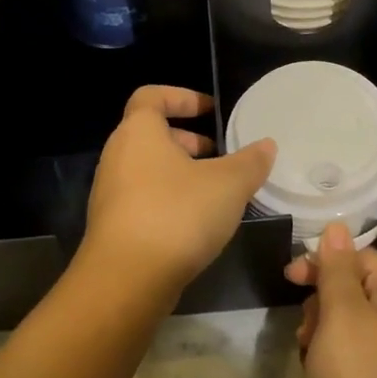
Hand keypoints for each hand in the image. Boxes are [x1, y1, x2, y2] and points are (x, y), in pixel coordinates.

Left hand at [77, 86, 275, 305]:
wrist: (126, 281)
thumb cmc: (177, 214)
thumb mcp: (228, 184)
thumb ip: (250, 161)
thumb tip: (266, 145)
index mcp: (139, 132)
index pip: (151, 96)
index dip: (182, 97)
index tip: (211, 110)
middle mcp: (117, 156)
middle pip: (151, 134)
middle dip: (188, 140)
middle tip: (220, 154)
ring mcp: (111, 193)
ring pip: (149, 169)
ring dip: (181, 172)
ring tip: (217, 191)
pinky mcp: (113, 226)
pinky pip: (144, 198)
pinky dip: (170, 199)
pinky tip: (198, 223)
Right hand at [286, 222, 376, 377]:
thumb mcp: (341, 316)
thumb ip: (337, 268)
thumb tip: (338, 227)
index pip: (360, 256)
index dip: (322, 265)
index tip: (288, 281)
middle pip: (357, 287)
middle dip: (322, 302)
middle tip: (304, 334)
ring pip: (353, 321)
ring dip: (324, 331)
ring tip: (310, 359)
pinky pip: (360, 352)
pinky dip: (336, 357)